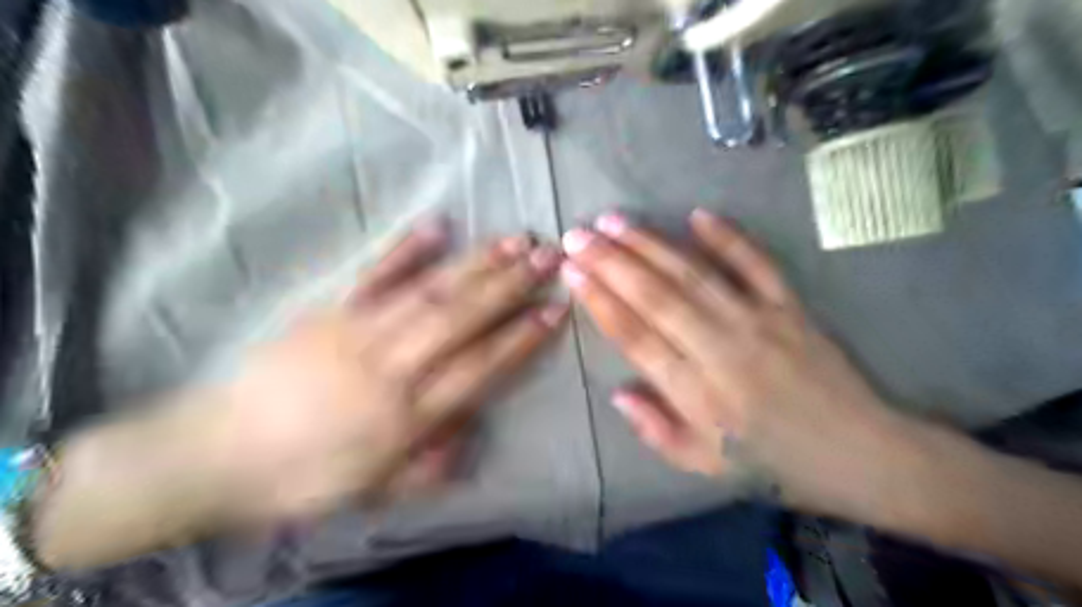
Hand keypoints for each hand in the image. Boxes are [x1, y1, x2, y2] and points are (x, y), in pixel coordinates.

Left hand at [208, 222, 566, 520]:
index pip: (479, 367)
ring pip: (429, 291)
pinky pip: (374, 275)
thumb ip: (431, 464)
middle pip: (461, 318)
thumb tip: (471, 428)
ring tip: (514, 240)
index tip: (555, 308)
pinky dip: (407, 248)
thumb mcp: (375, 491)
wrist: (214, 453)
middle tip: (550, 256)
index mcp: (405, 416)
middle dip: (511, 285)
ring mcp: (357, 331)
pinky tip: (437, 225)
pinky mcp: (329, 310)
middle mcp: (390, 366)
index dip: (521, 337)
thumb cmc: (303, 478)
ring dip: (476, 263)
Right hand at [563, 209, 915, 515]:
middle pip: (657, 298)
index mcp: (698, 396)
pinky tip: (697, 214)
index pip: (636, 338)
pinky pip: (757, 265)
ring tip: (614, 221)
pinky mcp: (792, 307)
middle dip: (611, 263)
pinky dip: (728, 238)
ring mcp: (760, 322)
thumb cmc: (774, 465)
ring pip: (694, 275)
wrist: (863, 456)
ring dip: (651, 245)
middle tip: (577, 236)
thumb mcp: (705, 467)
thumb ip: (655, 431)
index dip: (600, 302)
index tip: (572, 273)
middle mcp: (723, 351)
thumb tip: (616, 392)